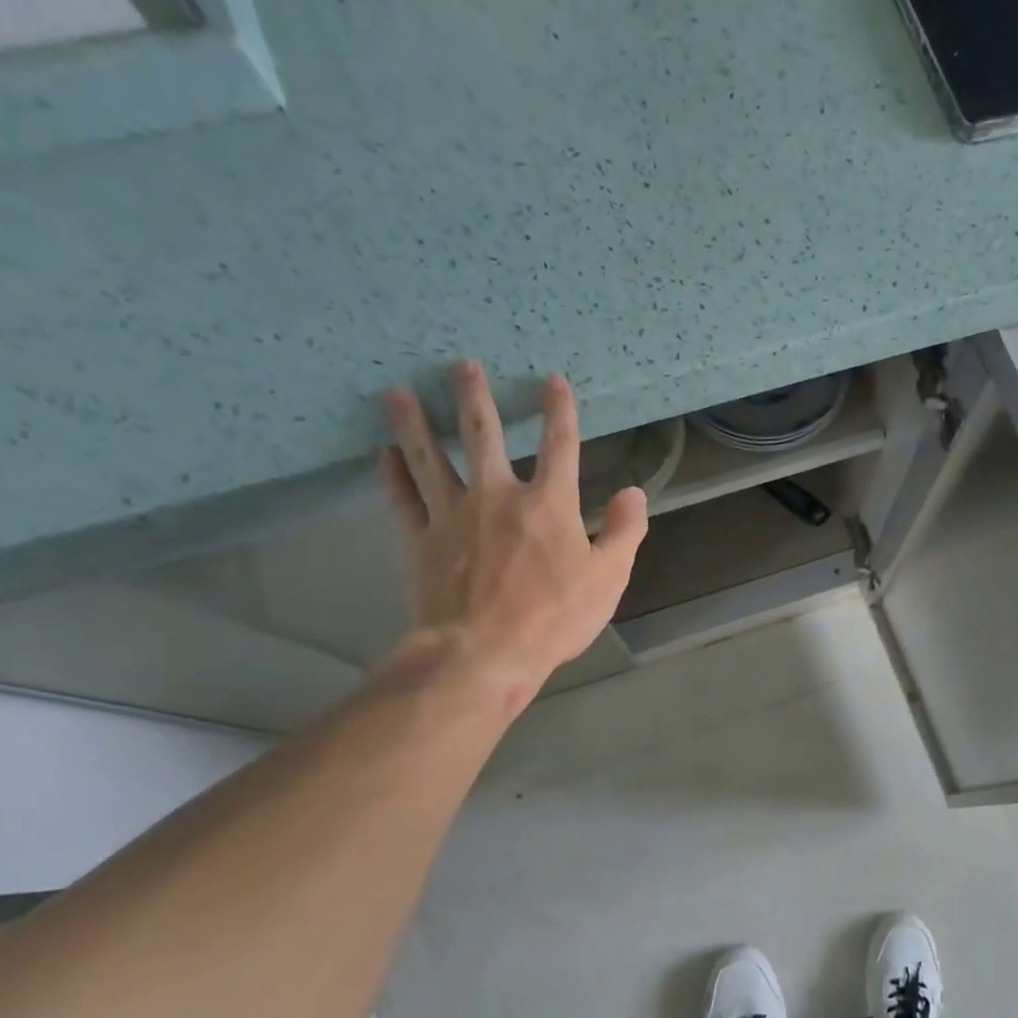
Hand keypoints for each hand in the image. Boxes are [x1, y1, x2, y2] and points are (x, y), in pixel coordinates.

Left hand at [379, 360, 647, 714]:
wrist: (484, 652)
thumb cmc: (555, 616)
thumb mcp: (609, 577)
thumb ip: (624, 531)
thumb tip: (633, 492)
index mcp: (549, 504)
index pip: (561, 446)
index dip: (560, 410)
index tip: (554, 380)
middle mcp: (497, 496)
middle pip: (484, 435)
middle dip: (475, 397)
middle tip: (462, 365)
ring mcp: (452, 515)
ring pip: (430, 457)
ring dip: (416, 422)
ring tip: (399, 391)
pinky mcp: (421, 540)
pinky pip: (403, 498)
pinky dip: (392, 473)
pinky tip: (384, 452)